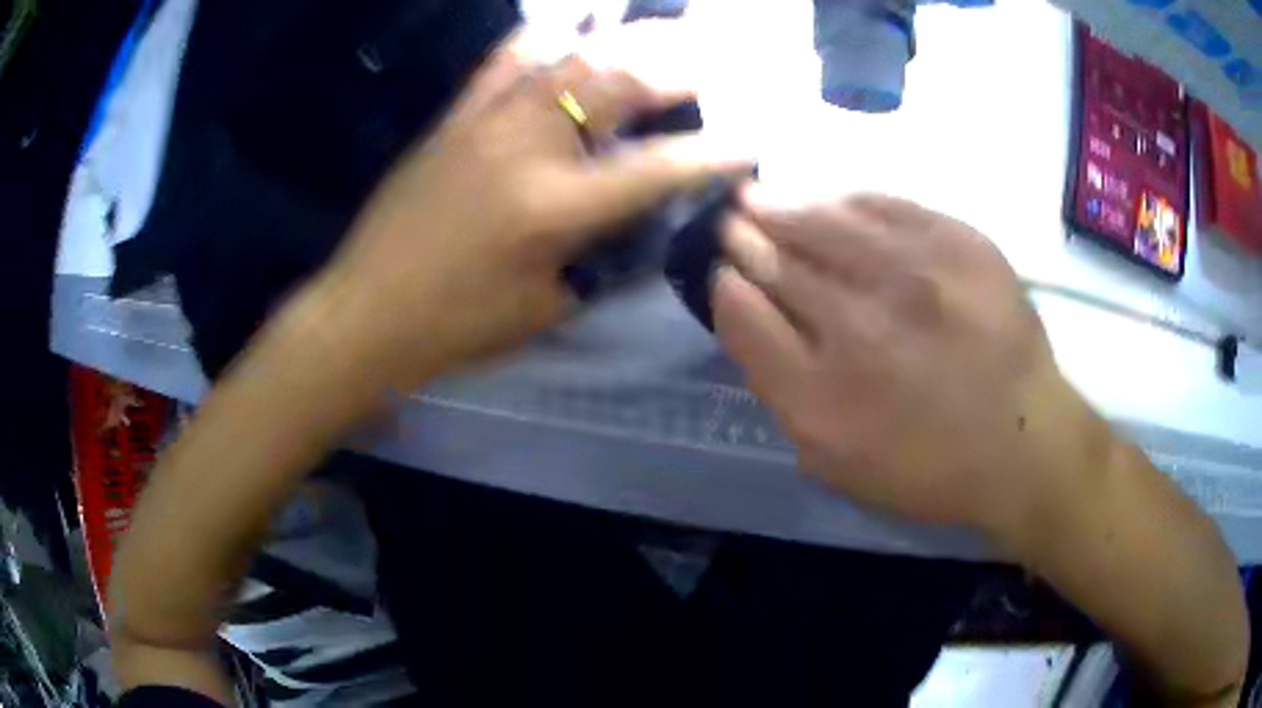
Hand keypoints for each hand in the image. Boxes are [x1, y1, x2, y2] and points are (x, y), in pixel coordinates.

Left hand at [314, 24, 748, 389]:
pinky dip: (546, 35)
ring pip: (571, 58)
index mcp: (554, 207)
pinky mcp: (456, 116)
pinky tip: (574, 23)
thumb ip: (600, 255)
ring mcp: (487, 121)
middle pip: (619, 83)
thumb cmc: (455, 324)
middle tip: (722, 59)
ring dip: (629, 39)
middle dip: (683, 67)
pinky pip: (505, 60)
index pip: (658, 168)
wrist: (365, 311)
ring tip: (669, 30)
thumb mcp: (545, 306)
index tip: (756, 139)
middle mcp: (526, 145)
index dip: (716, 153)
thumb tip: (635, 215)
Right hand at [714, 191, 1101, 536]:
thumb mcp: (835, 459)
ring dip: (783, 206)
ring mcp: (914, 276)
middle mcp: (861, 324)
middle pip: (778, 260)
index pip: (745, 314)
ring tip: (762, 198)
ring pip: (825, 221)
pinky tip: (831, 200)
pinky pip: (885, 205)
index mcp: (822, 394)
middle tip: (733, 221)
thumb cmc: (926, 463)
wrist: (1025, 441)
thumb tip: (743, 306)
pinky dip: (848, 200)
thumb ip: (780, 386)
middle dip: (746, 237)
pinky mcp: (960, 244)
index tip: (723, 269)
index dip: (727, 285)